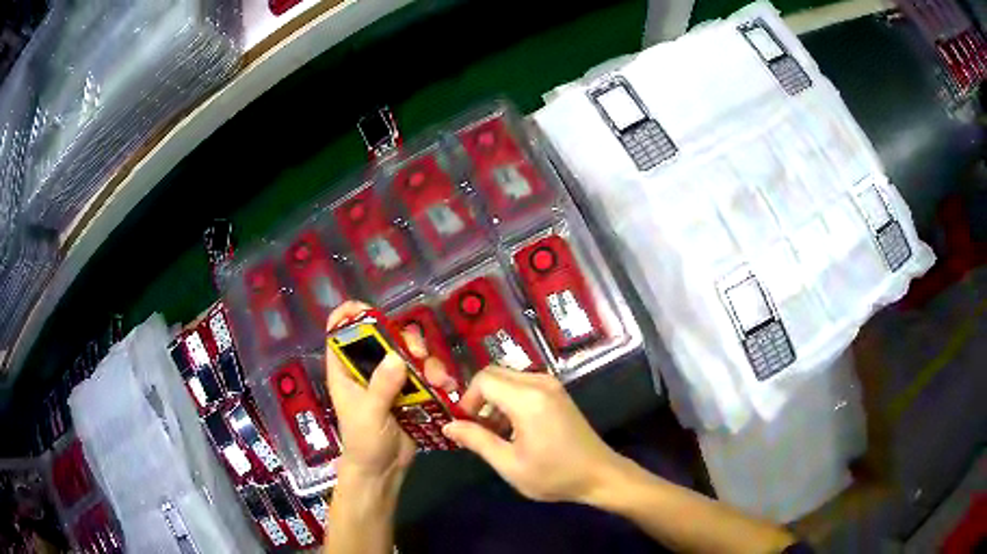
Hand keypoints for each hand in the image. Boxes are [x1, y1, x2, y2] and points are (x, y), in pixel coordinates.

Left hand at [324, 301, 458, 489]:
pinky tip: (446, 386)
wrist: (382, 471)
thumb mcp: (369, 414)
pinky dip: (436, 376)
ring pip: (408, 354)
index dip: (349, 315)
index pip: (340, 332)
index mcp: (345, 370)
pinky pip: (424, 374)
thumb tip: (398, 356)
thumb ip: (382, 386)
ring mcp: (390, 380)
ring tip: (438, 378)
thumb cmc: (364, 442)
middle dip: (402, 339)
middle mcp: (367, 369)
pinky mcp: (410, 392)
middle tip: (418, 353)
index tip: (368, 309)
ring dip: (426, 360)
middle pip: (383, 337)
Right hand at [442, 367, 624, 503]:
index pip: (483, 380)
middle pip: (494, 374)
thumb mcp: (510, 464)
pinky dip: (509, 399)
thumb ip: (477, 441)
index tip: (465, 425)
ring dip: (494, 399)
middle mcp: (540, 382)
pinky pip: (522, 384)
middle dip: (479, 398)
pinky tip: (513, 427)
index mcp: (528, 399)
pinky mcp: (557, 392)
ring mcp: (551, 385)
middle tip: (476, 428)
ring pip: (508, 378)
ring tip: (494, 432)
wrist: (599, 474)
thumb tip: (448, 426)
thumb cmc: (554, 474)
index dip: (467, 399)